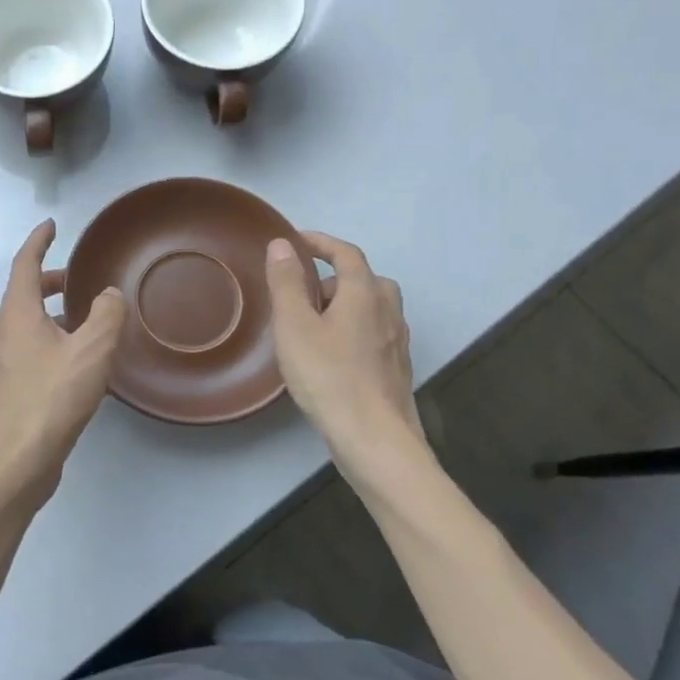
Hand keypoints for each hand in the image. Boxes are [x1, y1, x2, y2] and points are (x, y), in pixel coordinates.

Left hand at [0, 220, 127, 513]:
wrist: (16, 461)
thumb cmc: (51, 397)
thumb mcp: (91, 350)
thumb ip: (106, 315)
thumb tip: (108, 294)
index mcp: (17, 313)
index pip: (24, 264)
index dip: (38, 241)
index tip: (51, 225)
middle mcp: (6, 333)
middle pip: (25, 293)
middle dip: (49, 280)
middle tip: (78, 278)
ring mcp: (7, 362)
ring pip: (30, 324)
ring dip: (54, 313)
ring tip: (88, 319)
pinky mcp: (14, 388)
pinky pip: (35, 350)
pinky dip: (55, 341)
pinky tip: (83, 363)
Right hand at [265, 231, 430, 492]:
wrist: (374, 438)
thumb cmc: (328, 376)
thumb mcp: (294, 326)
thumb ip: (287, 282)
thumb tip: (282, 244)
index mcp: (365, 294)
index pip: (346, 253)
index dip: (321, 242)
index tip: (296, 241)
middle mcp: (388, 311)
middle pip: (365, 279)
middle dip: (332, 277)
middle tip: (301, 292)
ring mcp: (396, 342)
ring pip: (372, 308)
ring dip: (344, 304)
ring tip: (312, 325)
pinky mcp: (396, 369)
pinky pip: (374, 333)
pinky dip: (353, 329)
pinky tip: (332, 355)